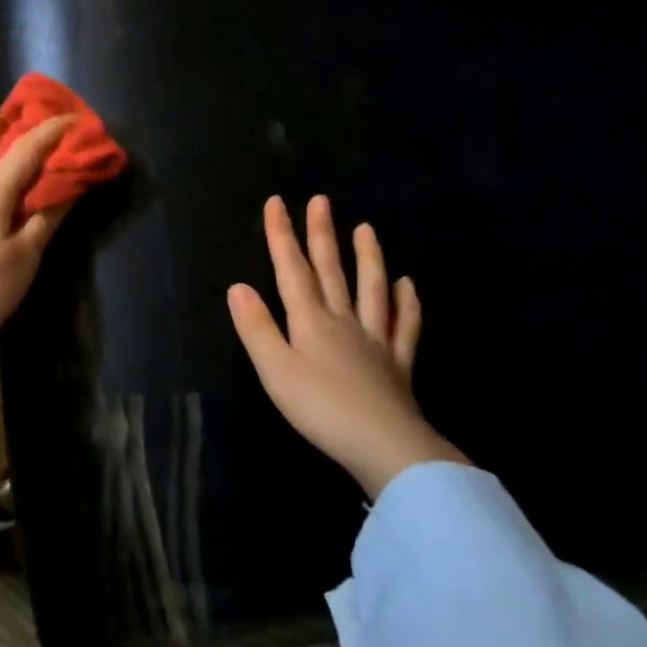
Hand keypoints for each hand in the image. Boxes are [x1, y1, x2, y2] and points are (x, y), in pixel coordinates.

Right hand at [228, 195, 466, 496]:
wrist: (384, 446)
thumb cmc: (320, 408)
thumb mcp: (275, 370)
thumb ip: (256, 328)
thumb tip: (238, 286)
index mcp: (311, 321)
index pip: (292, 270)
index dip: (282, 236)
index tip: (277, 203)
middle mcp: (344, 321)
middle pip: (331, 271)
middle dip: (322, 235)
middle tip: (321, 200)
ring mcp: (375, 340)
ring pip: (371, 289)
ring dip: (367, 258)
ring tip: (366, 228)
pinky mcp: (398, 363)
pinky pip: (404, 326)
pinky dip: (406, 303)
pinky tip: (408, 286)